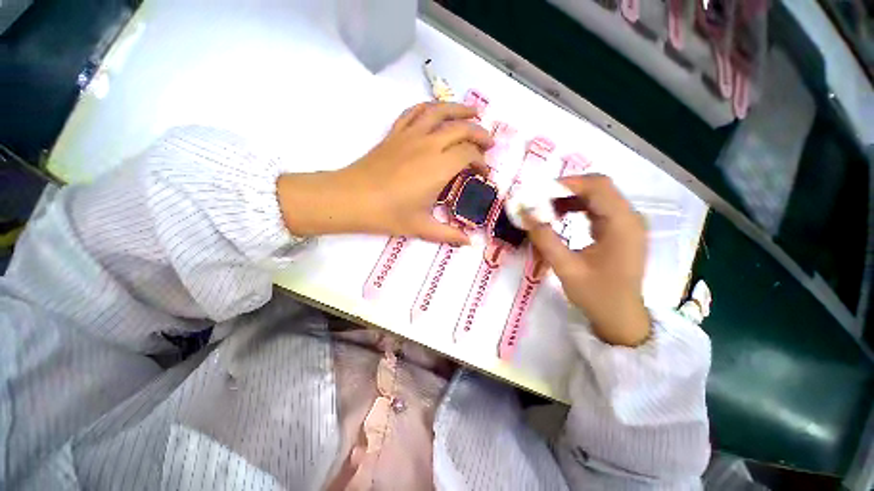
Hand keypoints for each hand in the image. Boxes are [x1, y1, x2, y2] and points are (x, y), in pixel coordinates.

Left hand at [277, 102, 492, 243]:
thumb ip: (449, 234)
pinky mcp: (395, 133)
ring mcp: (410, 135)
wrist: (352, 199)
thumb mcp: (422, 227)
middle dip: (480, 134)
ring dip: (459, 109)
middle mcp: (429, 145)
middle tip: (488, 143)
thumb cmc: (389, 214)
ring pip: (439, 111)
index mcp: (439, 168)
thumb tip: (470, 243)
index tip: (483, 173)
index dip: (481, 162)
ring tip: (472, 113)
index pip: (469, 155)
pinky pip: (414, 112)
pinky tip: (435, 112)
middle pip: (461, 129)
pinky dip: (429, 108)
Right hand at [526, 175, 649, 346]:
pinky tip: (560, 217)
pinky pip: (597, 209)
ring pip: (597, 196)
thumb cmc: (597, 295)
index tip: (538, 192)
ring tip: (545, 208)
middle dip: (565, 190)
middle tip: (538, 200)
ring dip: (569, 198)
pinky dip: (577, 208)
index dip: (566, 183)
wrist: (621, 317)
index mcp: (622, 224)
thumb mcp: (566, 267)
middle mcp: (630, 217)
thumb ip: (544, 238)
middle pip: (598, 187)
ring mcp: (627, 223)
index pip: (597, 186)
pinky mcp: (620, 230)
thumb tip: (524, 214)